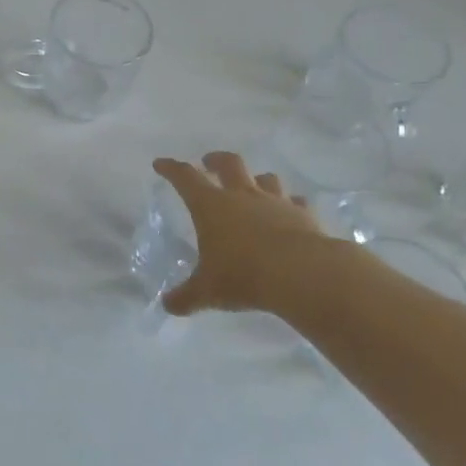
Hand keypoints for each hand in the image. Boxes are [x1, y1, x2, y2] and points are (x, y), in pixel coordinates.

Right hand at [153, 151, 331, 315]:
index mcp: (211, 206)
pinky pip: (295, 202)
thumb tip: (167, 305)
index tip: (161, 164)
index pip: (185, 178)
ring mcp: (276, 203)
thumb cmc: (244, 275)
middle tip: (208, 162)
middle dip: (215, 160)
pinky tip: (289, 212)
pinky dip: (289, 204)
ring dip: (255, 179)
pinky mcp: (304, 216)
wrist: (304, 274)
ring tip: (252, 186)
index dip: (171, 169)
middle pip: (228, 164)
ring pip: (265, 179)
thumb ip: (186, 297)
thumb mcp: (207, 291)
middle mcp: (242, 196)